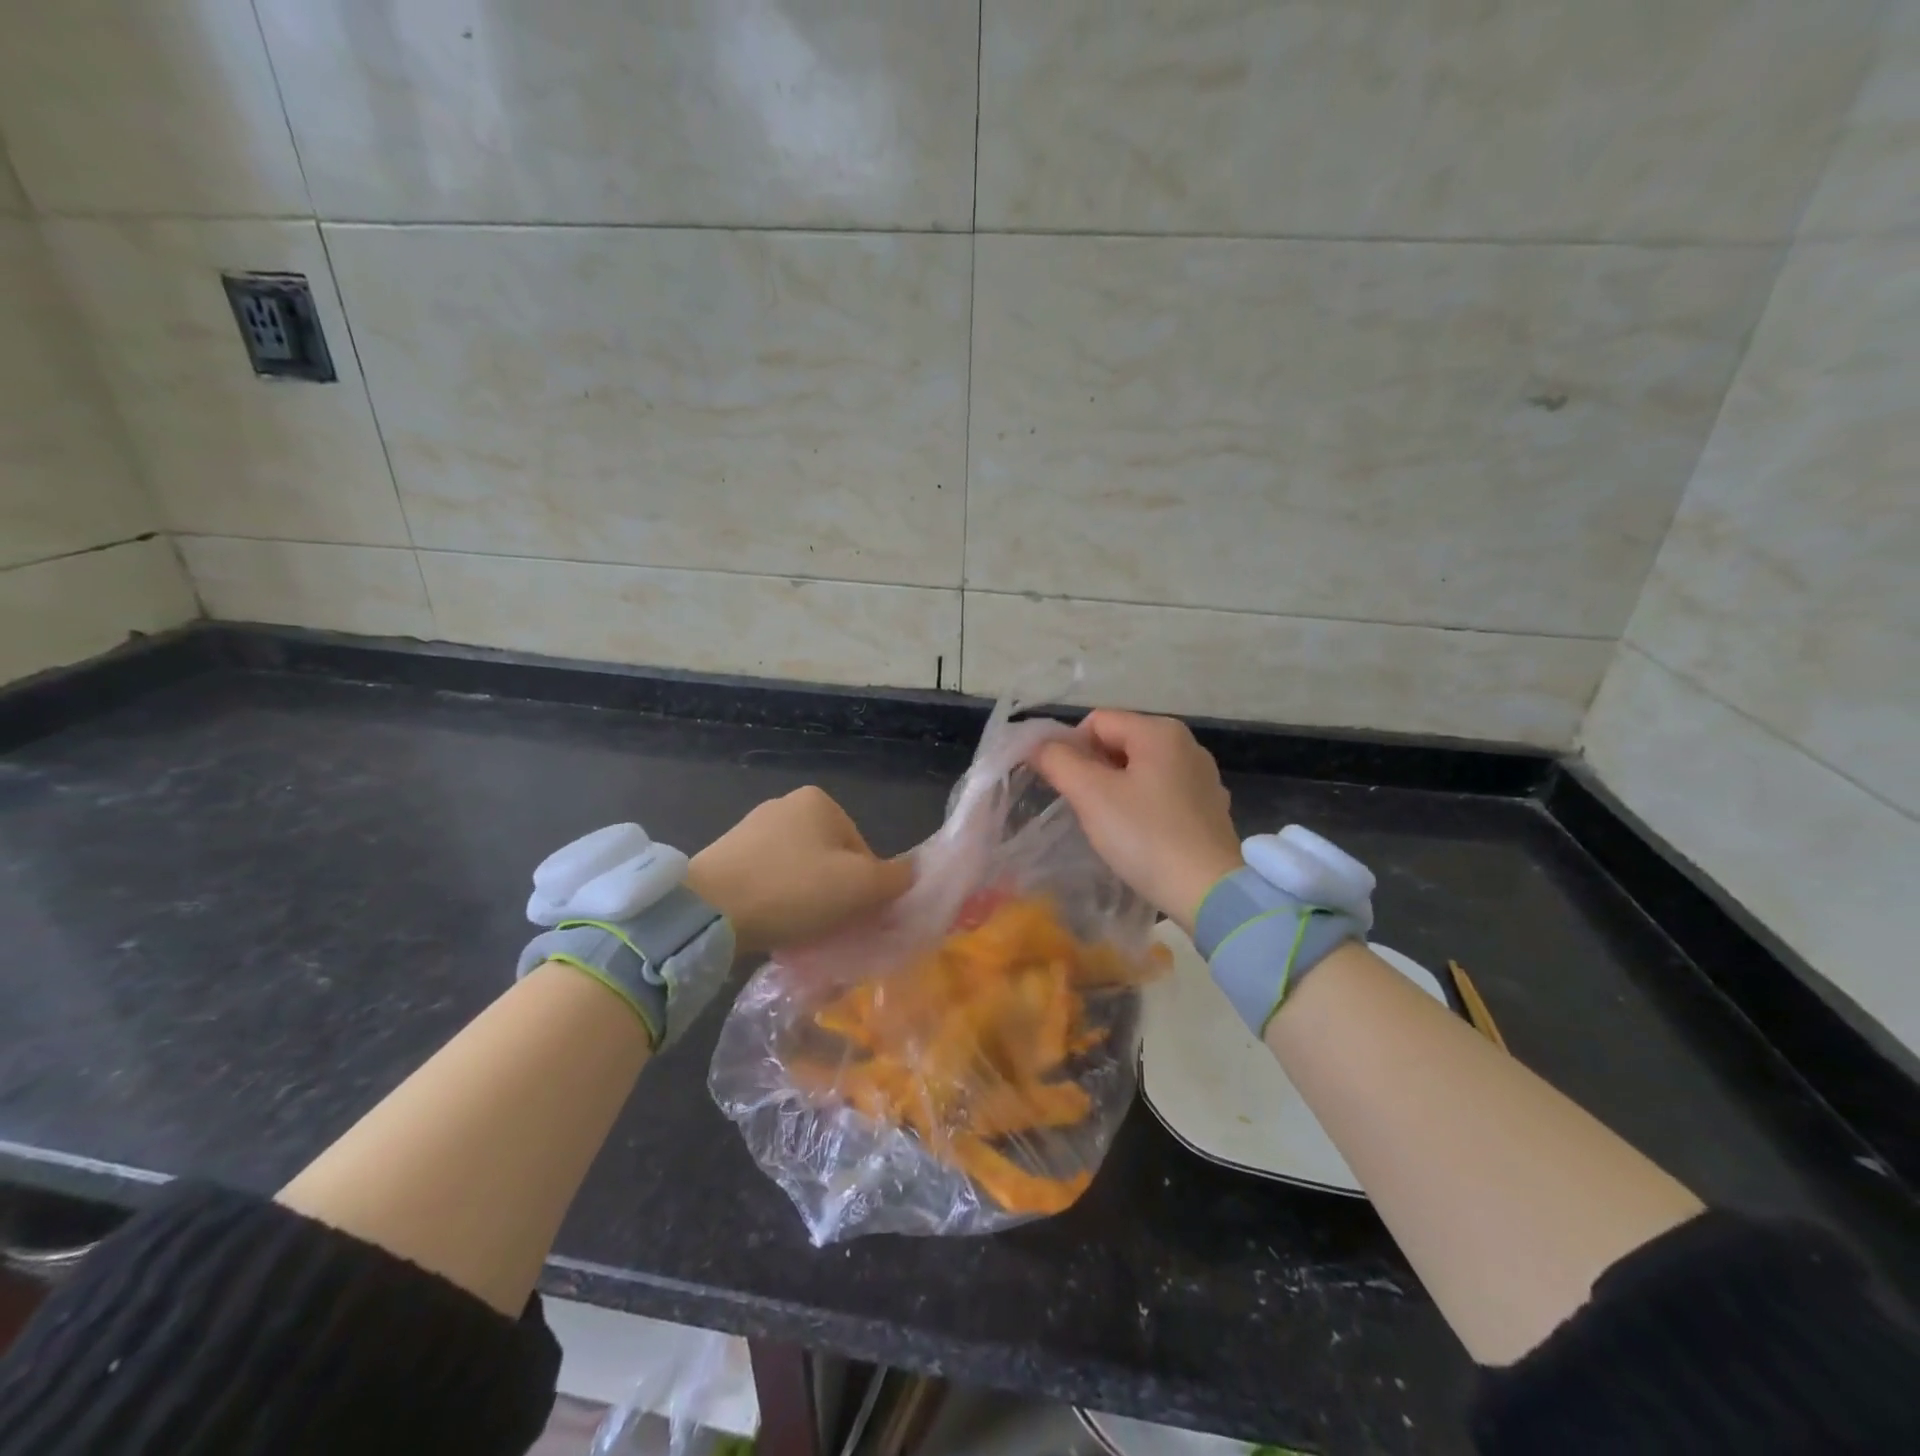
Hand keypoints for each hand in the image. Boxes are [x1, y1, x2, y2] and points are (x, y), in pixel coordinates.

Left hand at [686, 786, 912, 954]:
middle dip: (834, 895)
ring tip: (796, 930)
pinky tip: (770, 924)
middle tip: (827, 927)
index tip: (851, 916)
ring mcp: (751, 829)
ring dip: (805, 901)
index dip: (865, 889)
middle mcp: (785, 805)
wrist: (707, 910)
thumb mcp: (860, 887)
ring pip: (800, 873)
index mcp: (820, 801)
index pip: (863, 851)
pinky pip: (768, 881)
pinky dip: (776, 902)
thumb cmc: (793, 890)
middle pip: (832, 861)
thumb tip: (912, 874)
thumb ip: (896, 879)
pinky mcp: (726, 856)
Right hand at [1031, 710, 1243, 932]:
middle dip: (1093, 770)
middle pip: (1120, 743)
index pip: (1097, 722)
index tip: (1063, 785)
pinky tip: (1138, 836)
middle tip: (1082, 807)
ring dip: (1115, 790)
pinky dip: (1142, 807)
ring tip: (1107, 825)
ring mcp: (1202, 777)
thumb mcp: (1091, 795)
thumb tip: (1037, 745)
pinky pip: (1161, 794)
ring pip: (1140, 770)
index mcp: (1160, 732)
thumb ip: (1058, 761)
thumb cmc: (1145, 836)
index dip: (1070, 748)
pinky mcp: (1209, 808)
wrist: (1209, 893)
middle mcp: (1186, 745)